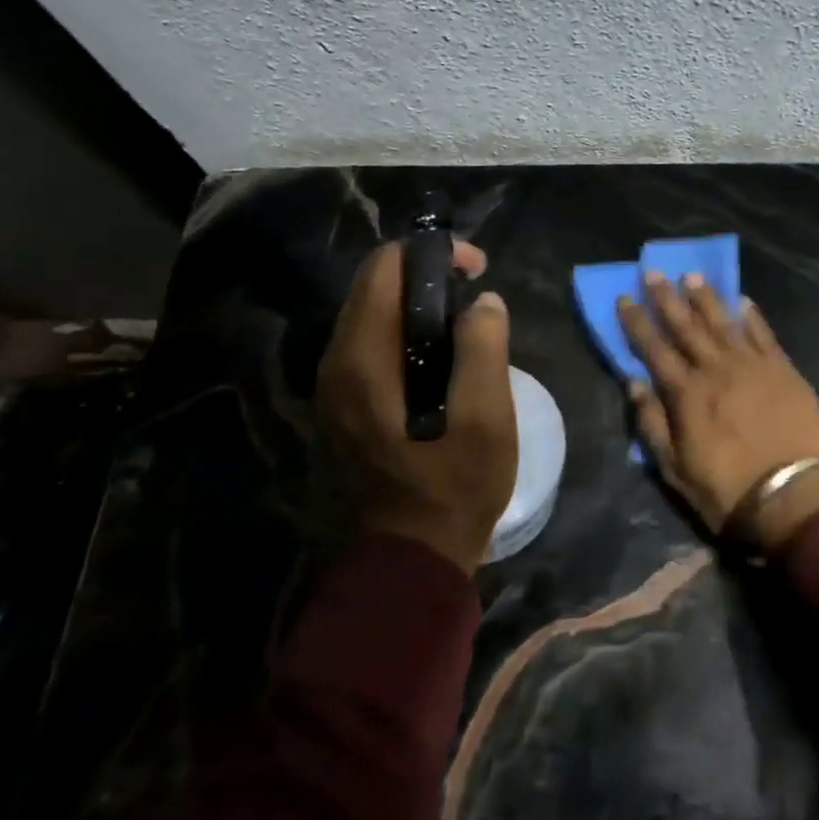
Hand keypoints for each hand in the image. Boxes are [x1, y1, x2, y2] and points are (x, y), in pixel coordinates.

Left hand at [316, 238, 516, 574]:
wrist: (405, 566)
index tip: (478, 270)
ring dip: (417, 308)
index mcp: (363, 359)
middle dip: (426, 276)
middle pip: (373, 288)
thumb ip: (484, 350)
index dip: (432, 253)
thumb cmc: (451, 491)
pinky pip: (370, 350)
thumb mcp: (486, 420)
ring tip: (467, 327)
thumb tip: (484, 303)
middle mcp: (334, 365)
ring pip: (371, 319)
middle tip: (477, 297)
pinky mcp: (341, 410)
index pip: (383, 268)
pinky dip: (405, 337)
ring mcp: (332, 390)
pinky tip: (442, 363)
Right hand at [618, 275, 818, 549]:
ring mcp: (753, 365)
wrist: (791, 495)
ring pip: (724, 323)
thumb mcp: (675, 468)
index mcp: (687, 393)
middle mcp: (717, 369)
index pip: (654, 349)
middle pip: (687, 327)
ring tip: (692, 276)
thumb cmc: (726, 488)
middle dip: (667, 298)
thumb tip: (633, 382)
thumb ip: (652, 423)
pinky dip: (752, 316)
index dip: (637, 322)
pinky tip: (742, 301)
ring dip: (706, 298)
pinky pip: (764, 335)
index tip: (624, 297)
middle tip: (654, 272)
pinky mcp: (784, 370)